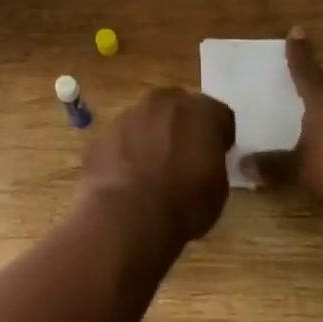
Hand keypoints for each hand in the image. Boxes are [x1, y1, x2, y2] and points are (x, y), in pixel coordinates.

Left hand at [79, 87, 235, 247]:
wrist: (125, 218)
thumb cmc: (183, 205)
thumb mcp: (218, 188)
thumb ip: (212, 160)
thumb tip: (201, 159)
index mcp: (200, 112)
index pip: (219, 114)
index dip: (219, 135)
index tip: (217, 154)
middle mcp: (163, 103)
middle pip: (179, 107)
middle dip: (183, 126)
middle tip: (184, 156)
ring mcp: (128, 115)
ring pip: (147, 119)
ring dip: (152, 136)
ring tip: (151, 169)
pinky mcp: (103, 134)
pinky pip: (122, 138)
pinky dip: (127, 151)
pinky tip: (127, 178)